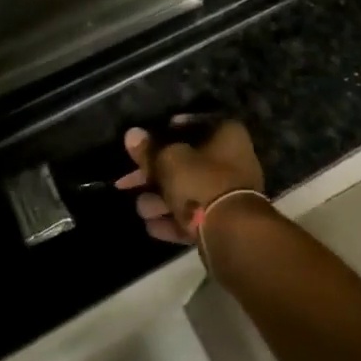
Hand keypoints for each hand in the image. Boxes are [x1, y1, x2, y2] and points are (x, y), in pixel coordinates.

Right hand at [115, 119, 263, 244]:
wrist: (232, 234)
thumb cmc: (202, 182)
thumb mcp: (168, 160)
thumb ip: (149, 150)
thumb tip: (132, 135)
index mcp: (226, 134)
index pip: (191, 126)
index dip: (164, 133)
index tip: (144, 144)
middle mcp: (233, 160)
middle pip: (186, 163)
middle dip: (155, 176)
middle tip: (127, 182)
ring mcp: (230, 194)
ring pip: (188, 192)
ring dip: (160, 201)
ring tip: (142, 209)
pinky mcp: (225, 223)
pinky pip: (195, 217)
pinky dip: (174, 221)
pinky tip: (152, 227)